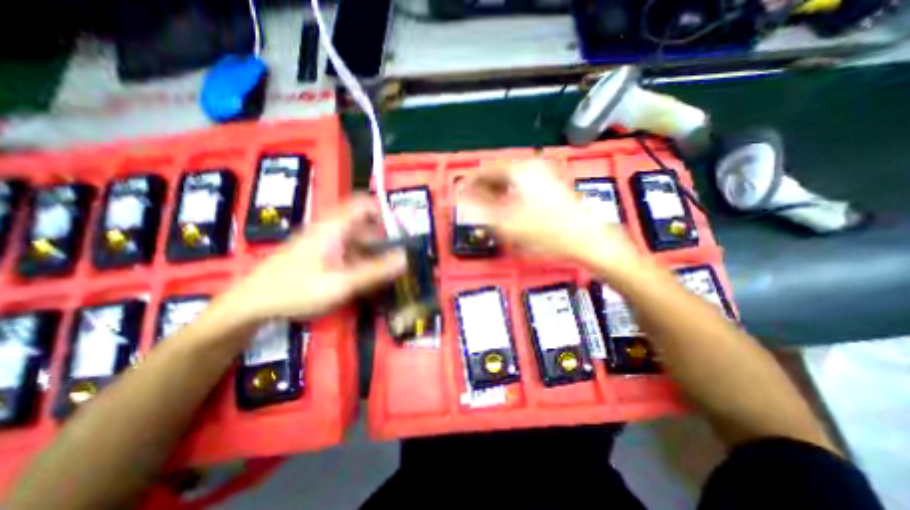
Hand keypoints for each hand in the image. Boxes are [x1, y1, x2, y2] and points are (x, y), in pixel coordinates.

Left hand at [222, 196, 406, 326]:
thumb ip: (375, 271)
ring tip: (385, 273)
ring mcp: (324, 241)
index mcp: (335, 226)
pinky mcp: (320, 253)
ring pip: (357, 239)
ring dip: (373, 253)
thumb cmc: (295, 290)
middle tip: (397, 260)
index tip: (400, 232)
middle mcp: (331, 228)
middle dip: (383, 240)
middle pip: (365, 224)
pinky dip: (360, 260)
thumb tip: (405, 259)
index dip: (385, 212)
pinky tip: (364, 278)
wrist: (250, 303)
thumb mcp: (341, 284)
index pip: (364, 204)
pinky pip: (348, 250)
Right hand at [465, 160, 634, 269]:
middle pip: (498, 173)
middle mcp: (532, 166)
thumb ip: (479, 209)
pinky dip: (511, 195)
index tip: (460, 194)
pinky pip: (523, 185)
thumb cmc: (546, 231)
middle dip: (483, 189)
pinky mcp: (552, 185)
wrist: (587, 238)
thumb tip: (461, 200)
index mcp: (519, 170)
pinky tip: (509, 209)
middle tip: (473, 204)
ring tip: (489, 209)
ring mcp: (545, 174)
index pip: (485, 170)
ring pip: (511, 180)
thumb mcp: (506, 223)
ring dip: (497, 192)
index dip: (469, 183)